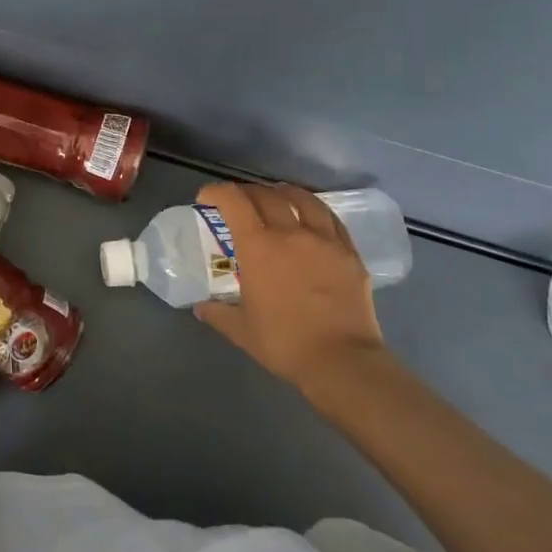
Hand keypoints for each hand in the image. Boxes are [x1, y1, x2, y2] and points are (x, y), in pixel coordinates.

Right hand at [192, 182, 386, 392]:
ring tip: (277, 196)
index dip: (216, 192)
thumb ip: (218, 313)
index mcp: (258, 246)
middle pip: (266, 195)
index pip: (233, 201)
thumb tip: (202, 307)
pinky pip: (331, 219)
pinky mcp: (350, 253)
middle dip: (247, 191)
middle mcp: (290, 233)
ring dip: (284, 192)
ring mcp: (324, 240)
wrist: (341, 360)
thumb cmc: (283, 342)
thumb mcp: (240, 330)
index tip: (207, 198)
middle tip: (239, 202)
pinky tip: (312, 218)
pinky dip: (315, 211)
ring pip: (303, 199)